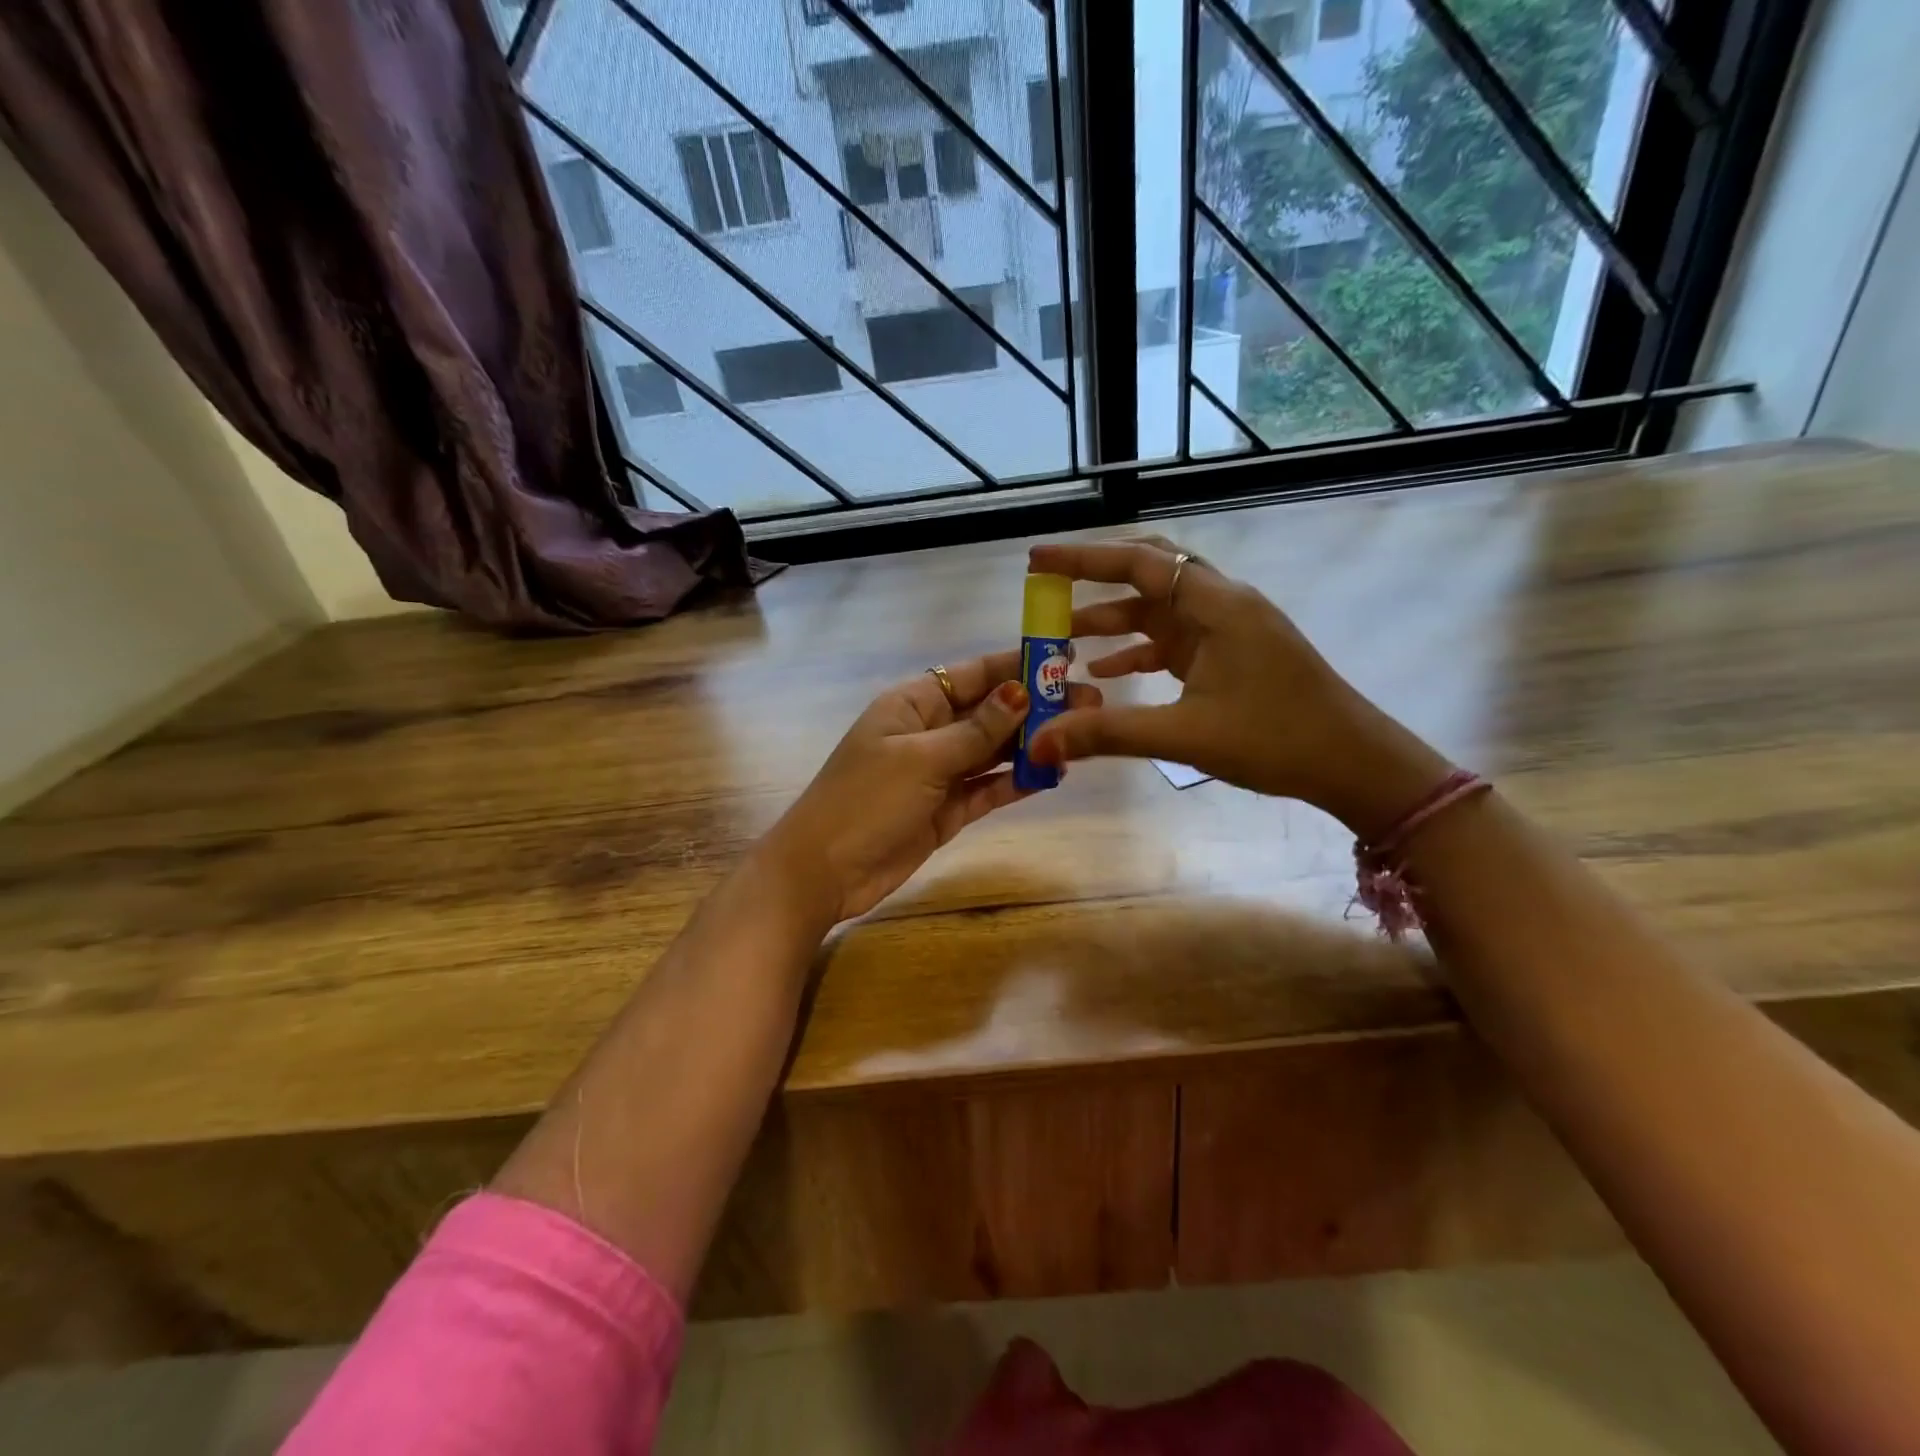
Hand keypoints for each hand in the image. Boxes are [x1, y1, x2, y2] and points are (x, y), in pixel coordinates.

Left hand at [763, 651, 1103, 922]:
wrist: (824, 872)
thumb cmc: (866, 800)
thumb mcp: (922, 758)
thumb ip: (975, 730)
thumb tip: (1020, 692)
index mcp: (913, 703)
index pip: (972, 675)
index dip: (1016, 665)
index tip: (1064, 657)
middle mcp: (929, 731)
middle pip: (988, 712)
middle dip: (1035, 707)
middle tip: (1089, 703)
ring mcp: (938, 772)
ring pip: (993, 751)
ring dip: (1031, 745)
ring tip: (1080, 737)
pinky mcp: (947, 809)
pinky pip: (988, 788)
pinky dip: (1016, 781)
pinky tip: (1051, 774)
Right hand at [1025, 536, 1447, 835]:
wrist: (1353, 762)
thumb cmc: (1275, 739)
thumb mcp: (1184, 735)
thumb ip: (1107, 733)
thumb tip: (1037, 743)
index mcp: (1216, 605)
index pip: (1139, 562)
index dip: (1083, 559)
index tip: (1036, 561)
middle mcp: (1222, 603)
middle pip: (1150, 571)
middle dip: (1095, 578)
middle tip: (1047, 589)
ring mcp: (1229, 628)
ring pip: (1160, 608)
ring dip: (1114, 619)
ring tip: (1064, 637)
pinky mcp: (1232, 653)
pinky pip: (1174, 639)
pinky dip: (1138, 649)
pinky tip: (1107, 673)